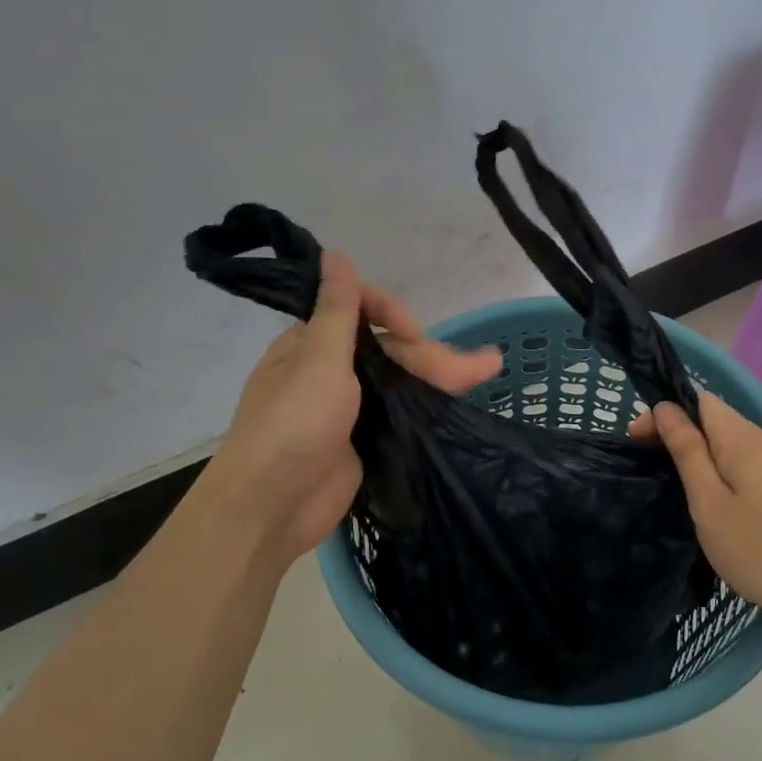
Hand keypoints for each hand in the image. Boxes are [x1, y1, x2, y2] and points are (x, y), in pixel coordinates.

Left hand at [204, 251, 501, 568]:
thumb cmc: (292, 425)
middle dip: (433, 355)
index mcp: (312, 344)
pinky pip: (400, 415)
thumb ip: (337, 310)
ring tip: (489, 371)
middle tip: (483, 367)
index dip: (392, 315)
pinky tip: (459, 404)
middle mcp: (330, 371)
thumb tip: (334, 253)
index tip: (415, 332)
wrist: (272, 507)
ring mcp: (348, 409)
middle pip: (389, 352)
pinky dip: (428, 408)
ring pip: (401, 383)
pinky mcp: (363, 441)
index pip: (360, 312)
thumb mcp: (317, 360)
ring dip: (442, 377)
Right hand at [632, 391, 761, 636]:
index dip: (666, 412)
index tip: (637, 440)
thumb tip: (665, 408)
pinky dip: (717, 468)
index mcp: (745, 440)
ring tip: (671, 481)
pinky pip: (741, 461)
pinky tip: (705, 495)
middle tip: (648, 464)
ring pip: (727, 442)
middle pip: (713, 419)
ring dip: (696, 452)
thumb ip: (687, 451)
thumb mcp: (709, 501)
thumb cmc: (756, 548)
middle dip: (677, 433)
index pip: (700, 401)